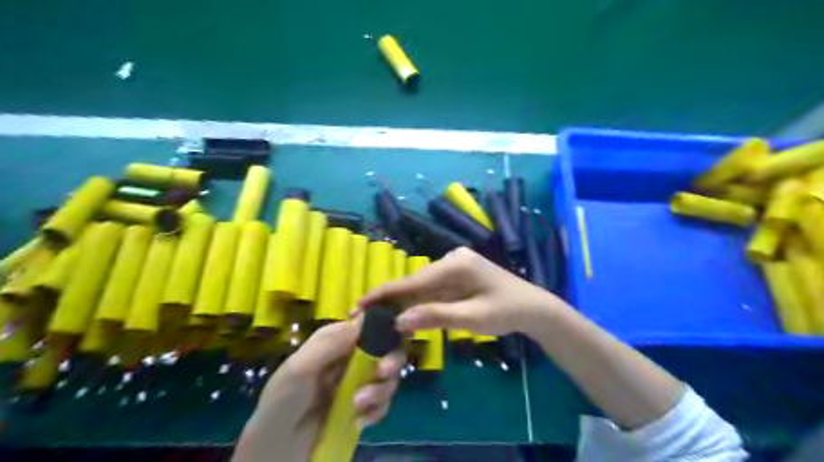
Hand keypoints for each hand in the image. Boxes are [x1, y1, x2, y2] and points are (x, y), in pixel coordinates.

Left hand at [231, 317, 404, 461]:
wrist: (277, 449)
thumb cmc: (282, 403)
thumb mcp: (299, 369)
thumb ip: (330, 343)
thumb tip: (363, 315)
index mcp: (334, 340)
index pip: (367, 325)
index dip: (384, 328)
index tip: (394, 337)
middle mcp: (350, 356)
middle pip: (386, 350)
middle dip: (390, 362)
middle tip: (383, 373)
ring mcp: (358, 382)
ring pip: (388, 376)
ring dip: (381, 390)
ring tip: (359, 406)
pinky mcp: (363, 405)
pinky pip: (383, 402)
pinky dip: (377, 410)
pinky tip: (360, 421)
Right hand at [361, 246, 567, 334]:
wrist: (533, 308)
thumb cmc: (507, 311)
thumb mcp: (473, 318)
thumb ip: (436, 316)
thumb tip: (399, 321)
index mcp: (456, 264)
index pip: (413, 280)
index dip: (385, 293)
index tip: (358, 304)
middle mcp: (451, 259)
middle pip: (414, 282)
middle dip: (389, 300)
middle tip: (362, 318)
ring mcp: (453, 266)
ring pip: (421, 287)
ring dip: (401, 303)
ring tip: (375, 318)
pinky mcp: (456, 276)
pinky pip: (431, 291)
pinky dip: (417, 304)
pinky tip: (402, 315)